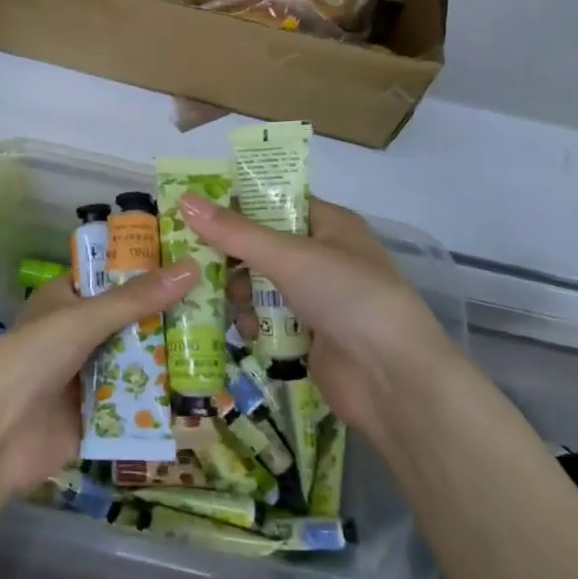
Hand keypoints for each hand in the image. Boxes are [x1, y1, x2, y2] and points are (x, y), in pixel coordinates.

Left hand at [0, 261, 198, 491]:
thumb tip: (192, 267)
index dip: (148, 268)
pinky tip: (202, 389)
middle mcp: (79, 334)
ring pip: (137, 360)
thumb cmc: (31, 360)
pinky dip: (161, 397)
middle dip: (168, 316)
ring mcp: (89, 375)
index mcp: (66, 300)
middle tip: (220, 304)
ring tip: (221, 342)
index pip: (113, 276)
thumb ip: (136, 299)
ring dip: (169, 356)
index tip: (193, 260)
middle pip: (131, 320)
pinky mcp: (99, 414)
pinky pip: (136, 401)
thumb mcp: (83, 319)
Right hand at [180, 193, 458, 438]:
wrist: (393, 379)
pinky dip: (254, 323)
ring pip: (264, 285)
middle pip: (265, 246)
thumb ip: (235, 232)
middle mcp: (325, 257)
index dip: (237, 204)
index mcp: (331, 224)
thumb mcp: (289, 256)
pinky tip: (243, 330)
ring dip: (240, 291)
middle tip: (191, 257)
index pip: (276, 202)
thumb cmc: (347, 297)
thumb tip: (184, 200)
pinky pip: (270, 320)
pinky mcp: (310, 336)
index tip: (194, 210)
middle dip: (231, 254)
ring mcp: (318, 299)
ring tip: (218, 297)